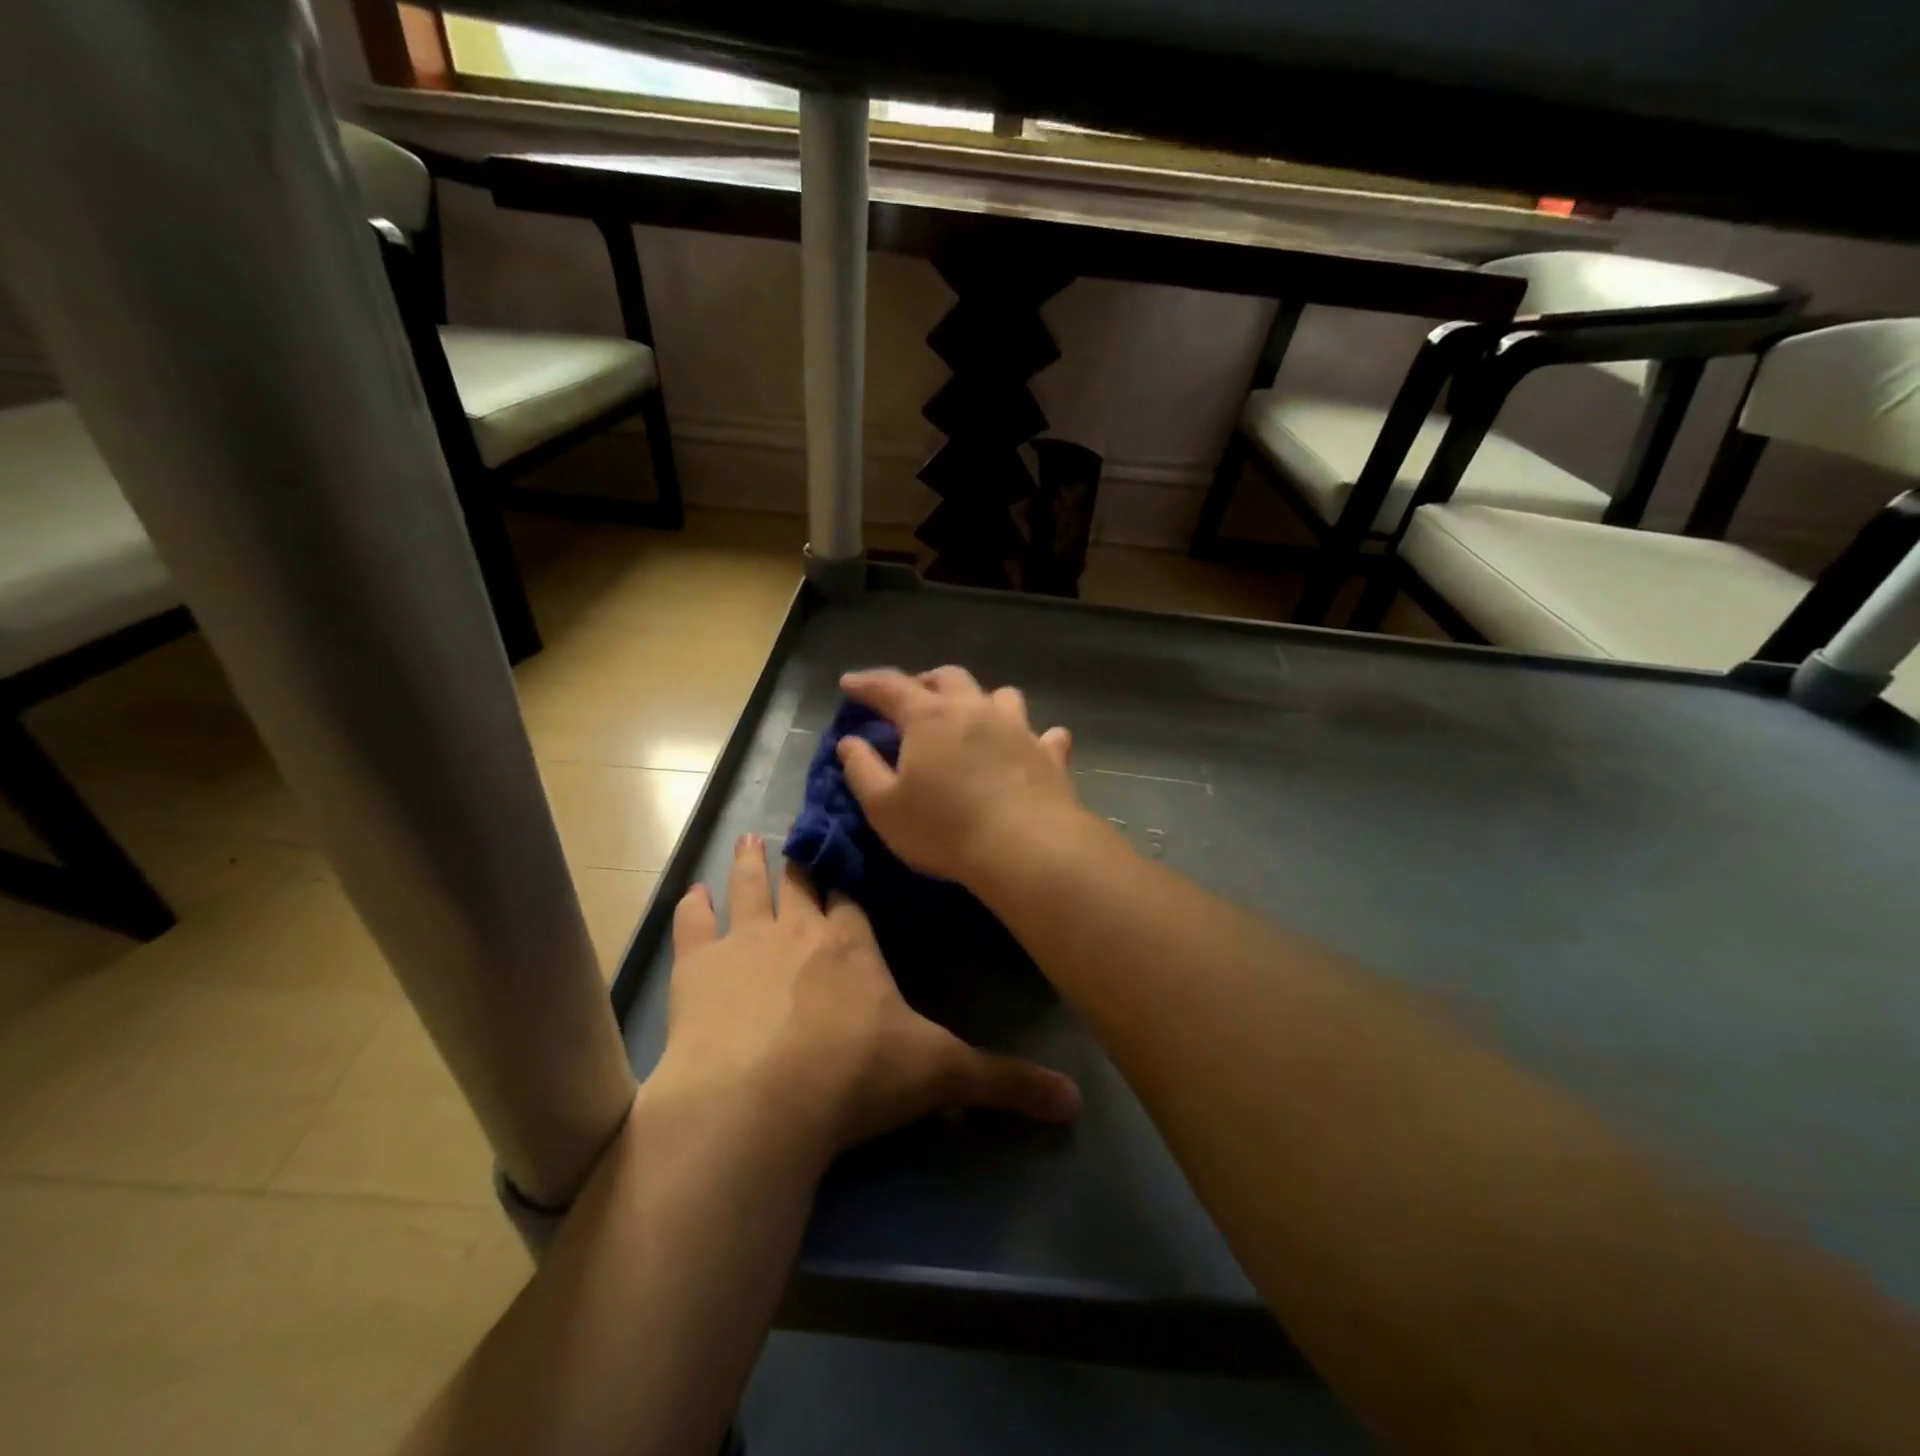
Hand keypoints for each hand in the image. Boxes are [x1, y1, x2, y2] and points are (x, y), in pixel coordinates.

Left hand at [649, 832, 1081, 1161]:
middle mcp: (800, 930)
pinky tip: (691, 894)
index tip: (850, 851)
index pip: (854, 896)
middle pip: (802, 881)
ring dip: (750, 865)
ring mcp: (745, 944)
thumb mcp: (938, 1075)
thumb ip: (1003, 1081)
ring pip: (750, 889)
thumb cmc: (853, 1077)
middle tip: (796, 832)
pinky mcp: (697, 971)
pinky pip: (695, 927)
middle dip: (802, 859)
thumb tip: (1075, 1103)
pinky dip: (693, 910)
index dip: (852, 876)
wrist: (759, 1103)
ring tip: (749, 839)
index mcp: (852, 944)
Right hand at [837, 666, 1085, 887]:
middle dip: (925, 681)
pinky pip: (1046, 734)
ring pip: (1001, 695)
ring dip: (982, 700)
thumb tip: (850, 741)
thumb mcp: (884, 807)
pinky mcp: (1050, 753)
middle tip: (912, 698)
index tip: (849, 683)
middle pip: (948, 677)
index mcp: (929, 717)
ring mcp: (1018, 728)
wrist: (1026, 848)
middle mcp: (975, 709)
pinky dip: (1034, 736)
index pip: (890, 687)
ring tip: (972, 717)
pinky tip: (1031, 746)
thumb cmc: (945, 829)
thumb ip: (862, 769)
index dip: (866, 683)